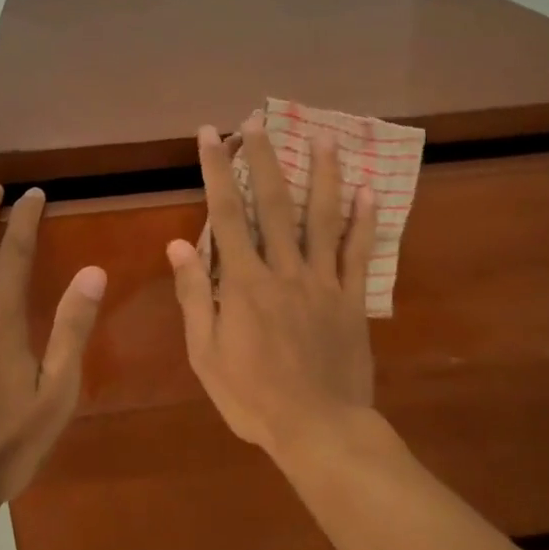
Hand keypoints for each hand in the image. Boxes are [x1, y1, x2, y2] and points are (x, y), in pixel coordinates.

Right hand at [166, 119, 377, 457]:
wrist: (319, 429)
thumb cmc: (253, 397)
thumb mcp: (206, 353)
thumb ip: (194, 296)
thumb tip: (178, 245)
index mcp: (244, 282)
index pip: (227, 213)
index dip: (216, 169)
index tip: (211, 134)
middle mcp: (285, 270)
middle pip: (275, 203)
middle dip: (264, 157)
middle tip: (258, 119)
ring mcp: (323, 282)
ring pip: (322, 218)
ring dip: (322, 175)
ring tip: (325, 137)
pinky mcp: (350, 299)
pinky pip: (358, 253)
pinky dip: (364, 220)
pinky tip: (370, 190)